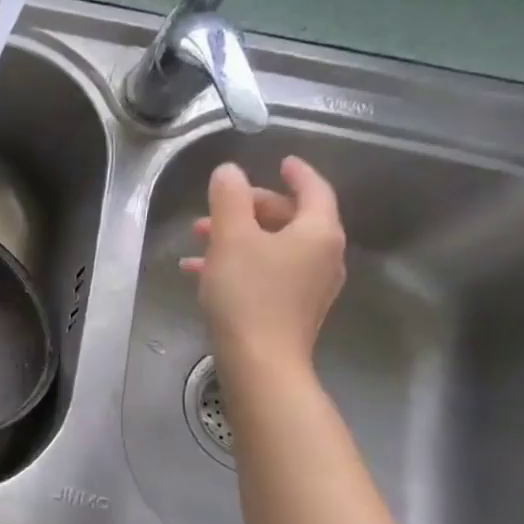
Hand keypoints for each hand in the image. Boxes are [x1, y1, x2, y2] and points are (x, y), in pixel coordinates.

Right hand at [180, 155, 345, 373]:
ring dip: (238, 238)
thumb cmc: (248, 294)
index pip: (313, 190)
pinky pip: (269, 272)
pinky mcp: (294, 309)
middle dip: (250, 210)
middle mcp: (324, 255)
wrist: (260, 362)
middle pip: (290, 219)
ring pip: (274, 247)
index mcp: (318, 232)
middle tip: (216, 207)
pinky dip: (241, 264)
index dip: (297, 173)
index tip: (282, 161)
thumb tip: (229, 172)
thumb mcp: (231, 239)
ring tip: (199, 240)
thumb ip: (229, 199)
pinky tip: (202, 272)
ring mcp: (311, 285)